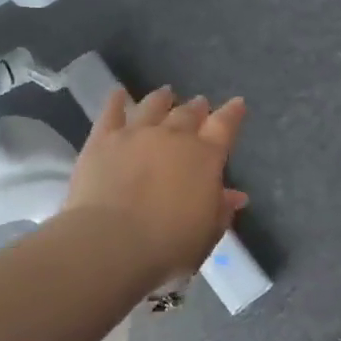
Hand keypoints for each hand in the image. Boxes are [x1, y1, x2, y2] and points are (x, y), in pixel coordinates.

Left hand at [63, 87, 247, 291]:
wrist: (111, 243)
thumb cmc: (168, 246)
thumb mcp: (206, 234)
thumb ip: (220, 210)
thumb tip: (235, 195)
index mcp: (205, 158)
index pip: (224, 126)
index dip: (232, 114)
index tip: (237, 104)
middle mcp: (173, 136)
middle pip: (188, 114)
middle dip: (197, 108)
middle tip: (200, 103)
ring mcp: (136, 133)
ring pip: (153, 106)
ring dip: (162, 99)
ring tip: (166, 93)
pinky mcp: (102, 139)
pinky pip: (111, 112)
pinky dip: (117, 101)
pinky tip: (119, 94)